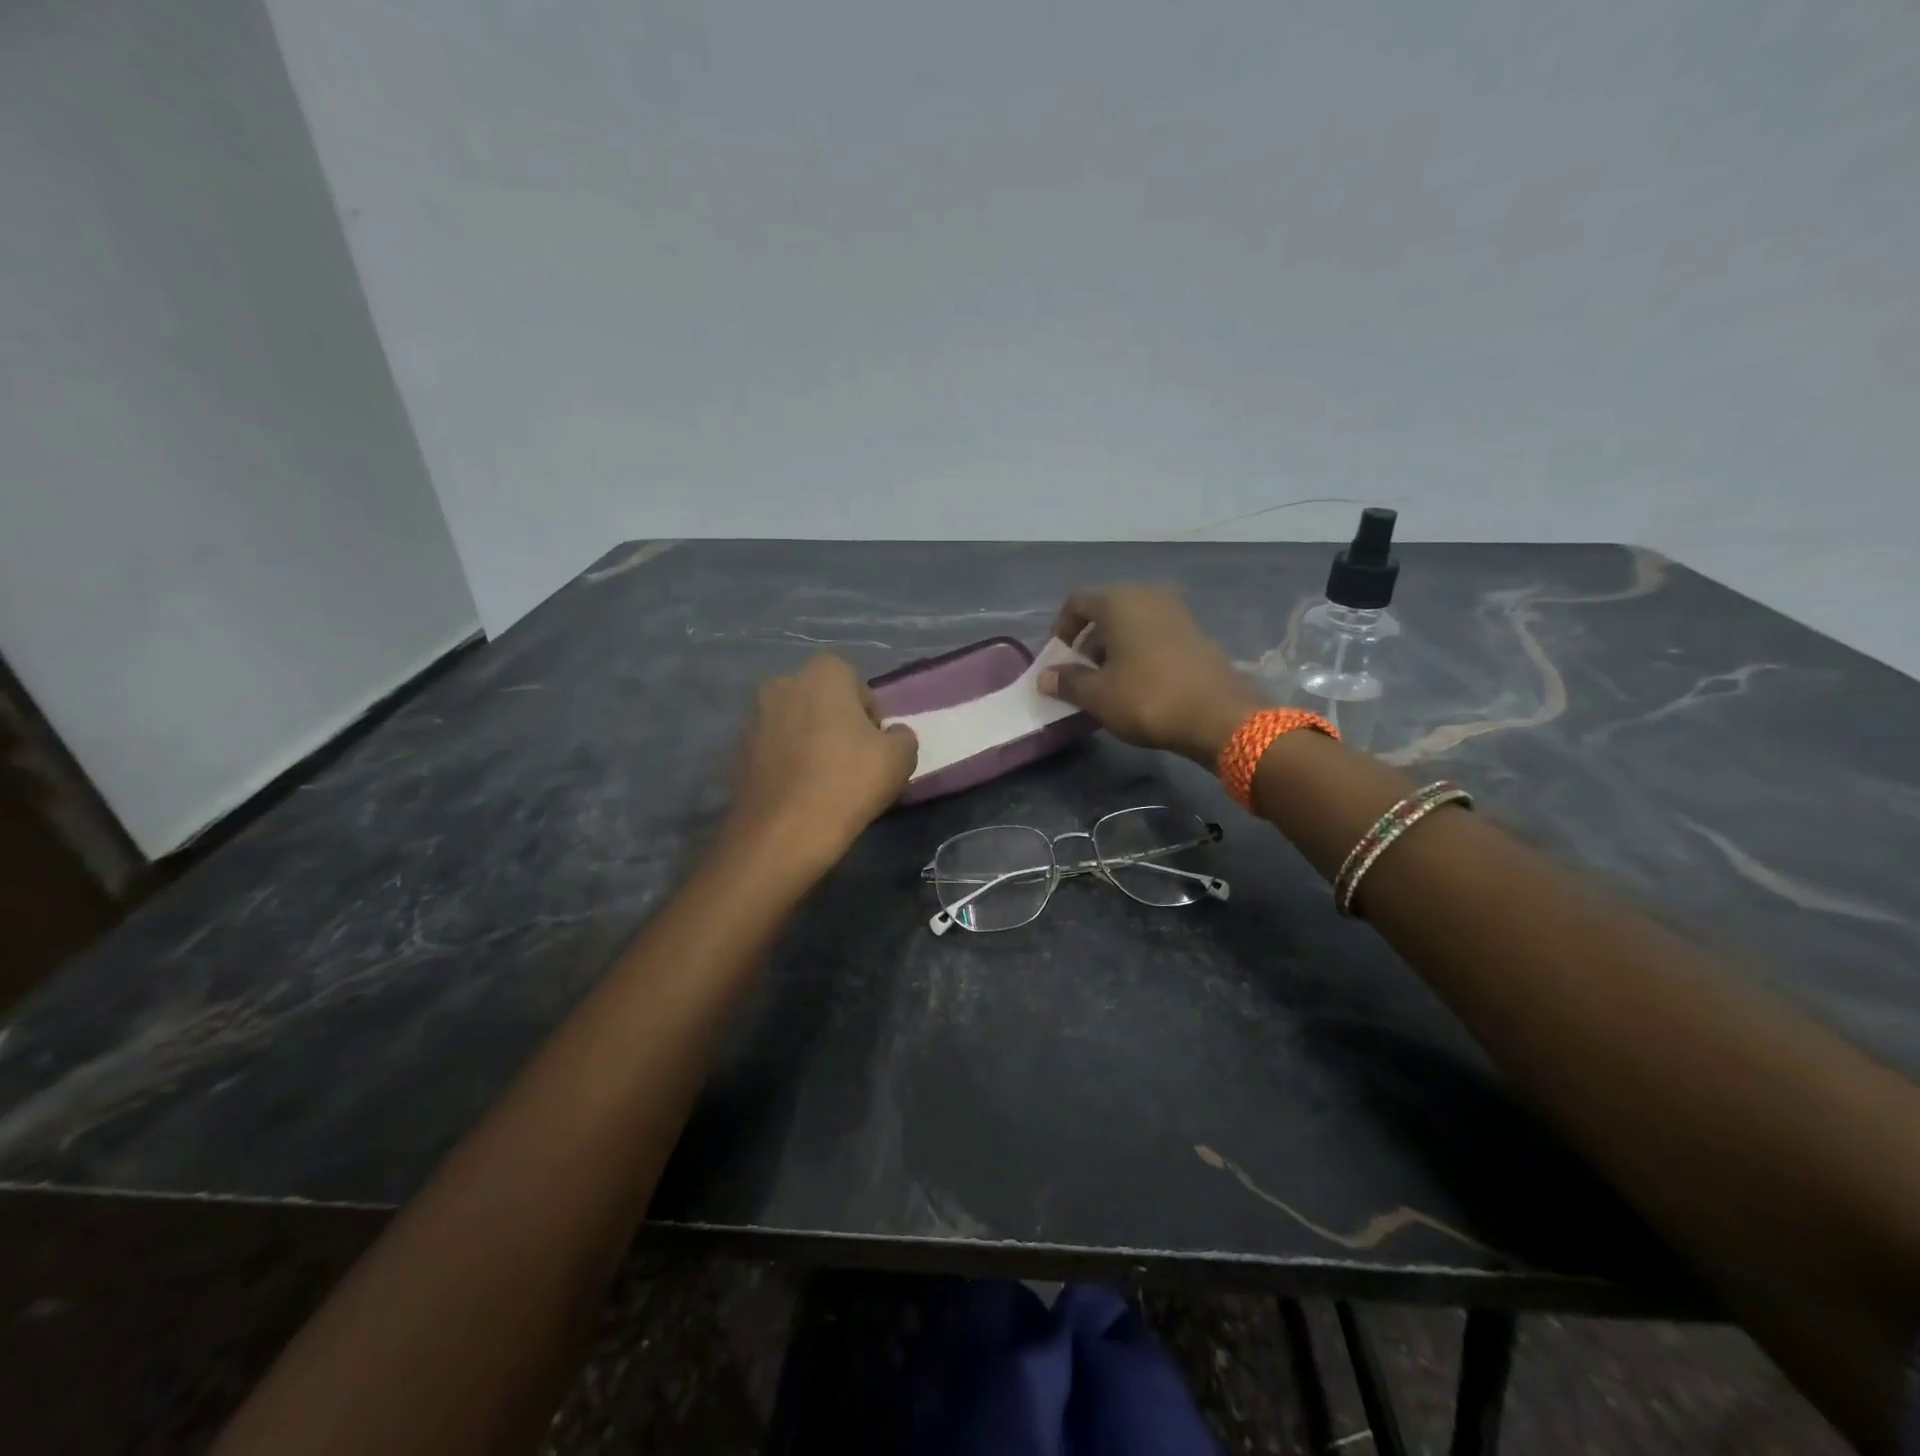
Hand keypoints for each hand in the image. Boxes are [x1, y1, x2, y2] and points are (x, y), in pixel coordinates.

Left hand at [725, 655, 918, 878]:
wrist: (784, 832)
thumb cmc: (849, 782)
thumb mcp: (901, 758)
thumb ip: (902, 736)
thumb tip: (891, 735)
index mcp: (823, 674)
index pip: (854, 681)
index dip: (868, 712)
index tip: (874, 744)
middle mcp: (782, 684)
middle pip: (820, 699)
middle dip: (835, 721)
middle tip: (851, 760)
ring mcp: (754, 717)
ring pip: (793, 723)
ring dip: (807, 740)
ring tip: (823, 779)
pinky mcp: (737, 751)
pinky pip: (772, 749)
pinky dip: (785, 762)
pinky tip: (799, 792)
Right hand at [1038, 585, 1264, 763]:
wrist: (1218, 715)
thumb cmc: (1147, 698)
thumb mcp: (1098, 695)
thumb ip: (1068, 681)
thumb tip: (1045, 677)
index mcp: (1118, 601)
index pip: (1077, 602)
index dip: (1061, 628)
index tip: (1058, 658)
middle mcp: (1147, 595)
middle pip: (1106, 610)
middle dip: (1088, 639)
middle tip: (1082, 672)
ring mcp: (1176, 611)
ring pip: (1132, 622)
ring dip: (1114, 646)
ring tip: (1109, 681)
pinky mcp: (1195, 632)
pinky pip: (1154, 633)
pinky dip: (1139, 650)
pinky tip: (1139, 682)